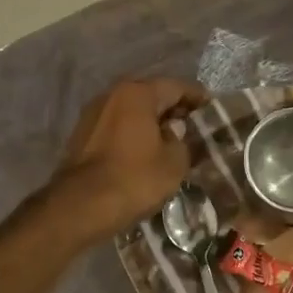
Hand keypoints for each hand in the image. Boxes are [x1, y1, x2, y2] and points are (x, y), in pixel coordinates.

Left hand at [49, 78, 204, 241]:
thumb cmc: (135, 179)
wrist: (81, 205)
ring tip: (170, 141)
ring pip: (131, 112)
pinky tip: (144, 152)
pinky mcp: (82, 135)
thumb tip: (175, 134)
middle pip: (150, 96)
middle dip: (173, 109)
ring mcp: (93, 114)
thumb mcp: (175, 163)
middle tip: (193, 126)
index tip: (211, 110)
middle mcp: (112, 94)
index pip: (176, 87)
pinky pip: (116, 127)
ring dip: (151, 123)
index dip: (197, 98)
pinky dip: (133, 134)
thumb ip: (183, 141)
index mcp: (138, 93)